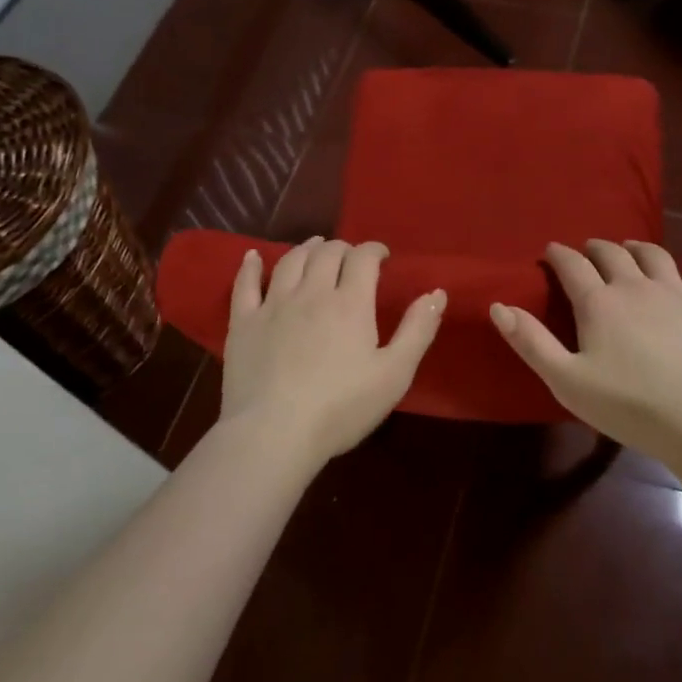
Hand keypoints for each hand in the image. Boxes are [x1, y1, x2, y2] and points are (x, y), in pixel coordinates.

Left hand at [221, 237, 446, 465]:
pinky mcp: (244, 323)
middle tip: (350, 257)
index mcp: (350, 302)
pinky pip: (245, 284)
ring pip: (290, 261)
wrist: (274, 433)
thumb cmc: (341, 407)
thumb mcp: (394, 374)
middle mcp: (312, 292)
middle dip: (343, 248)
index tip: (382, 256)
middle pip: (327, 253)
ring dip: (306, 248)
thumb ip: (418, 330)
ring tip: (315, 247)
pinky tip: (253, 256)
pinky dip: (251, 266)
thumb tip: (437, 292)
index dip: (374, 250)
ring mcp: (273, 304)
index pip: (363, 258)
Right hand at [490, 236, 681, 459]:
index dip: (558, 255)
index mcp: (598, 302)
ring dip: (636, 247)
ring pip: (653, 255)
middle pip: (611, 254)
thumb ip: (531, 342)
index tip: (551, 252)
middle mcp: (634, 286)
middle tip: (587, 253)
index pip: (571, 265)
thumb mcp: (566, 381)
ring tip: (629, 248)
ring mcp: (676, 292)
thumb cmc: (628, 406)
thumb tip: (498, 305)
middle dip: (595, 249)